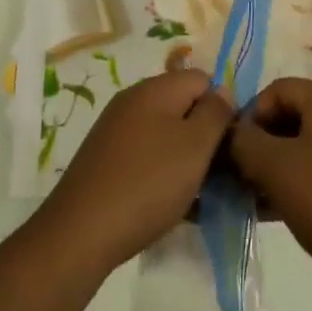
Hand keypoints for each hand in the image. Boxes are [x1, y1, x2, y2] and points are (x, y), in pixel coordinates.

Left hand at [36, 69, 233, 276]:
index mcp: (156, 88)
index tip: (229, 145)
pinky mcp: (106, 156)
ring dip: (184, 158)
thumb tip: (222, 92)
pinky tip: (169, 203)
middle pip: (183, 105)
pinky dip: (162, 172)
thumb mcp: (195, 146)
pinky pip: (146, 154)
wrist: (82, 230)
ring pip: (165, 133)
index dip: (222, 108)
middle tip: (216, 173)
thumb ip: (215, 113)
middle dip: (204, 136)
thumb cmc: (148, 183)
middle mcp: (133, 99)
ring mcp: (116, 128)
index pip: (203, 80)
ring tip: (196, 193)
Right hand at [229, 78, 311, 303]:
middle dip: (262, 143)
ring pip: (307, 146)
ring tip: (257, 199)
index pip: (277, 89)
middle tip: (241, 175)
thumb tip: (231, 133)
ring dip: (277, 166)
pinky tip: (281, 212)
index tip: (234, 149)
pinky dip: (300, 182)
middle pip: (293, 116)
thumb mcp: (275, 169)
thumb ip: (244, 143)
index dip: (249, 113)